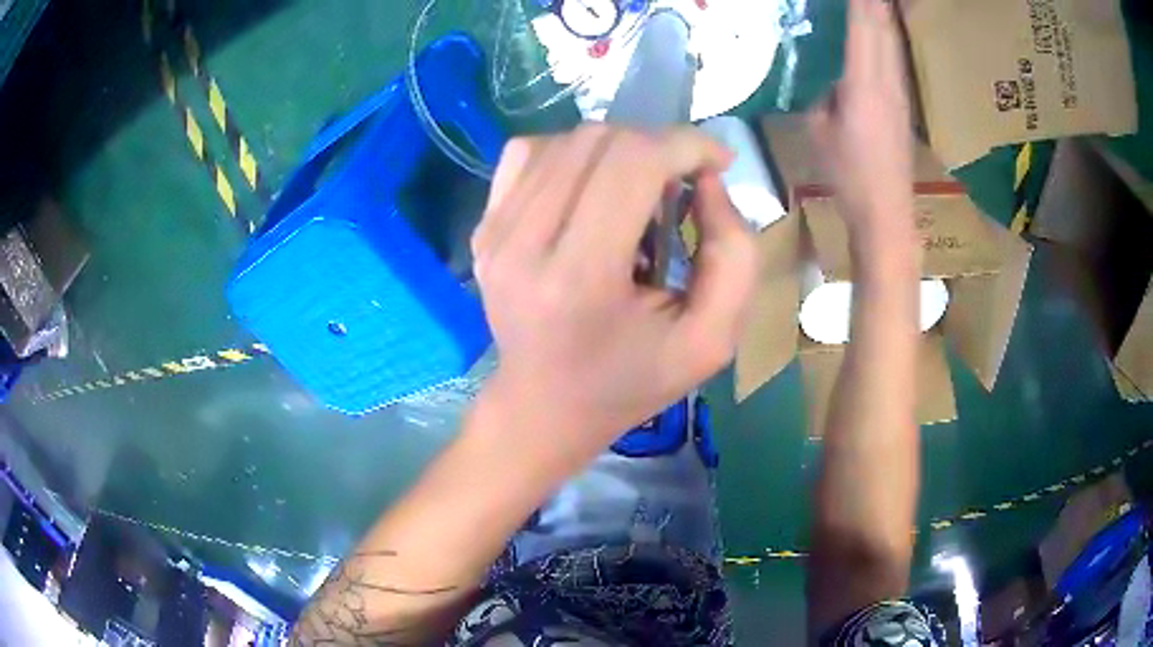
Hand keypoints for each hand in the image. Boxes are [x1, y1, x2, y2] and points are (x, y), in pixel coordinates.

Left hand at [472, 124, 758, 448]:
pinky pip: (528, 154)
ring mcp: (493, 232)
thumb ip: (734, 257)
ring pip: (566, 140)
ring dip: (618, 150)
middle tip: (680, 183)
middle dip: (656, 146)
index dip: (685, 145)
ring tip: (637, 193)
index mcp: (580, 279)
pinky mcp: (482, 227)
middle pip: (599, 141)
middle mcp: (523, 244)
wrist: (544, 405)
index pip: (633, 162)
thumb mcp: (710, 340)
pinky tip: (590, 190)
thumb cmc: (631, 381)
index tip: (716, 163)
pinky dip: (572, 155)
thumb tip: (707, 180)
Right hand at [808, 0, 914, 238]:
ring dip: (883, 12)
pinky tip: (881, 25)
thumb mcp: (818, 130)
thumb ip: (818, 93)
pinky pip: (894, 54)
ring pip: (892, 38)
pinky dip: (886, 32)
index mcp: (863, 83)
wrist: (886, 211)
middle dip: (875, 2)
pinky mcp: (902, 102)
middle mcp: (887, 80)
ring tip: (874, 1)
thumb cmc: (848, 174)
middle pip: (883, 26)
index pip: (863, 26)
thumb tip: (819, 72)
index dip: (859, 1)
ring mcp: (899, 90)